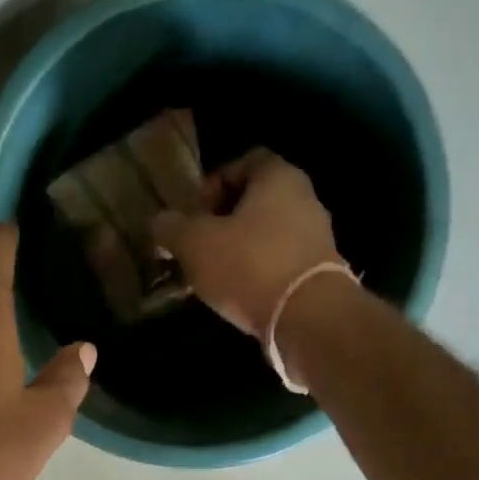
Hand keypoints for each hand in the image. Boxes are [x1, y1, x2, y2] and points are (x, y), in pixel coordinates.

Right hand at [150, 148, 342, 337]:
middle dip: (222, 221)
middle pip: (256, 200)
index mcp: (278, 177)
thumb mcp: (194, 243)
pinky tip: (238, 294)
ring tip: (212, 275)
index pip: (245, 161)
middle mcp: (304, 199)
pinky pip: (279, 263)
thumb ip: (171, 228)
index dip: (214, 183)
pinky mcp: (319, 273)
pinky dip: (257, 273)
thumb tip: (159, 222)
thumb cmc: (249, 265)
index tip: (193, 212)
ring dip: (238, 250)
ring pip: (267, 234)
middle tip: (196, 246)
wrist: (308, 317)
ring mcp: (316, 237)